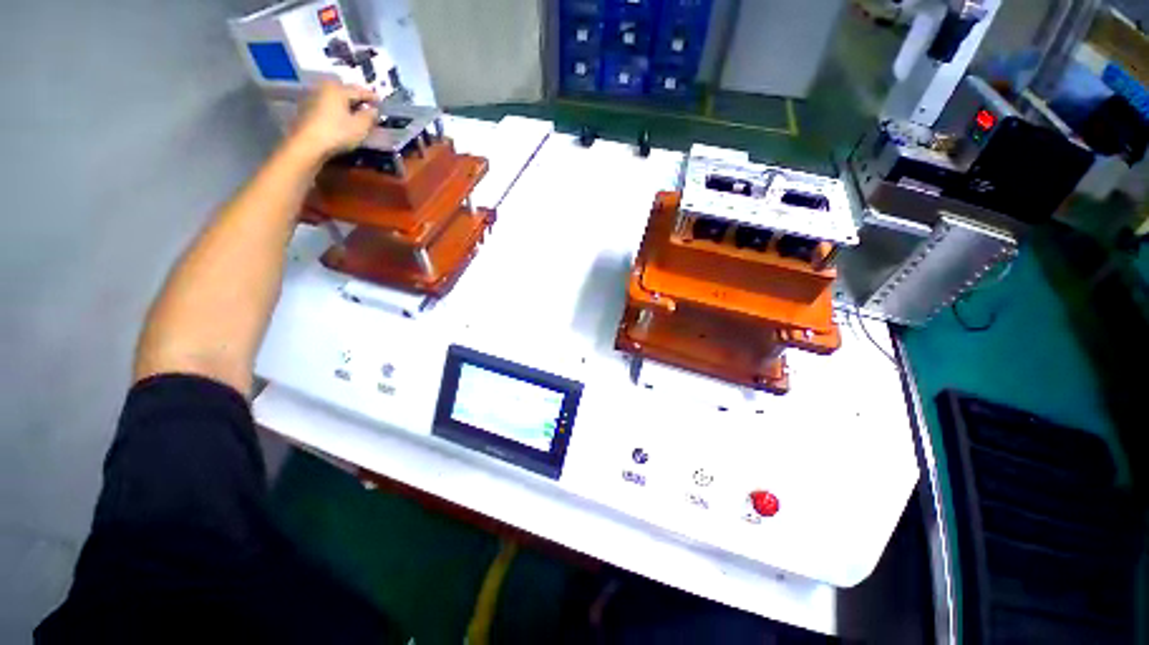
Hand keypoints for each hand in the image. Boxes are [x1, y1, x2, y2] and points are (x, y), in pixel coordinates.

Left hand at [289, 81, 377, 160]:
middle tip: (368, 104)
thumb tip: (374, 110)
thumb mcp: (360, 127)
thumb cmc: (337, 133)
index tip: (380, 100)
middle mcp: (324, 89)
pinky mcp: (307, 108)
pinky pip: (328, 104)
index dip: (371, 96)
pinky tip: (342, 116)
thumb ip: (369, 116)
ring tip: (356, 110)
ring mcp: (314, 97)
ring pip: (335, 97)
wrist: (307, 144)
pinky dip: (337, 108)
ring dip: (346, 103)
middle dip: (357, 97)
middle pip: (345, 91)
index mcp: (338, 90)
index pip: (359, 91)